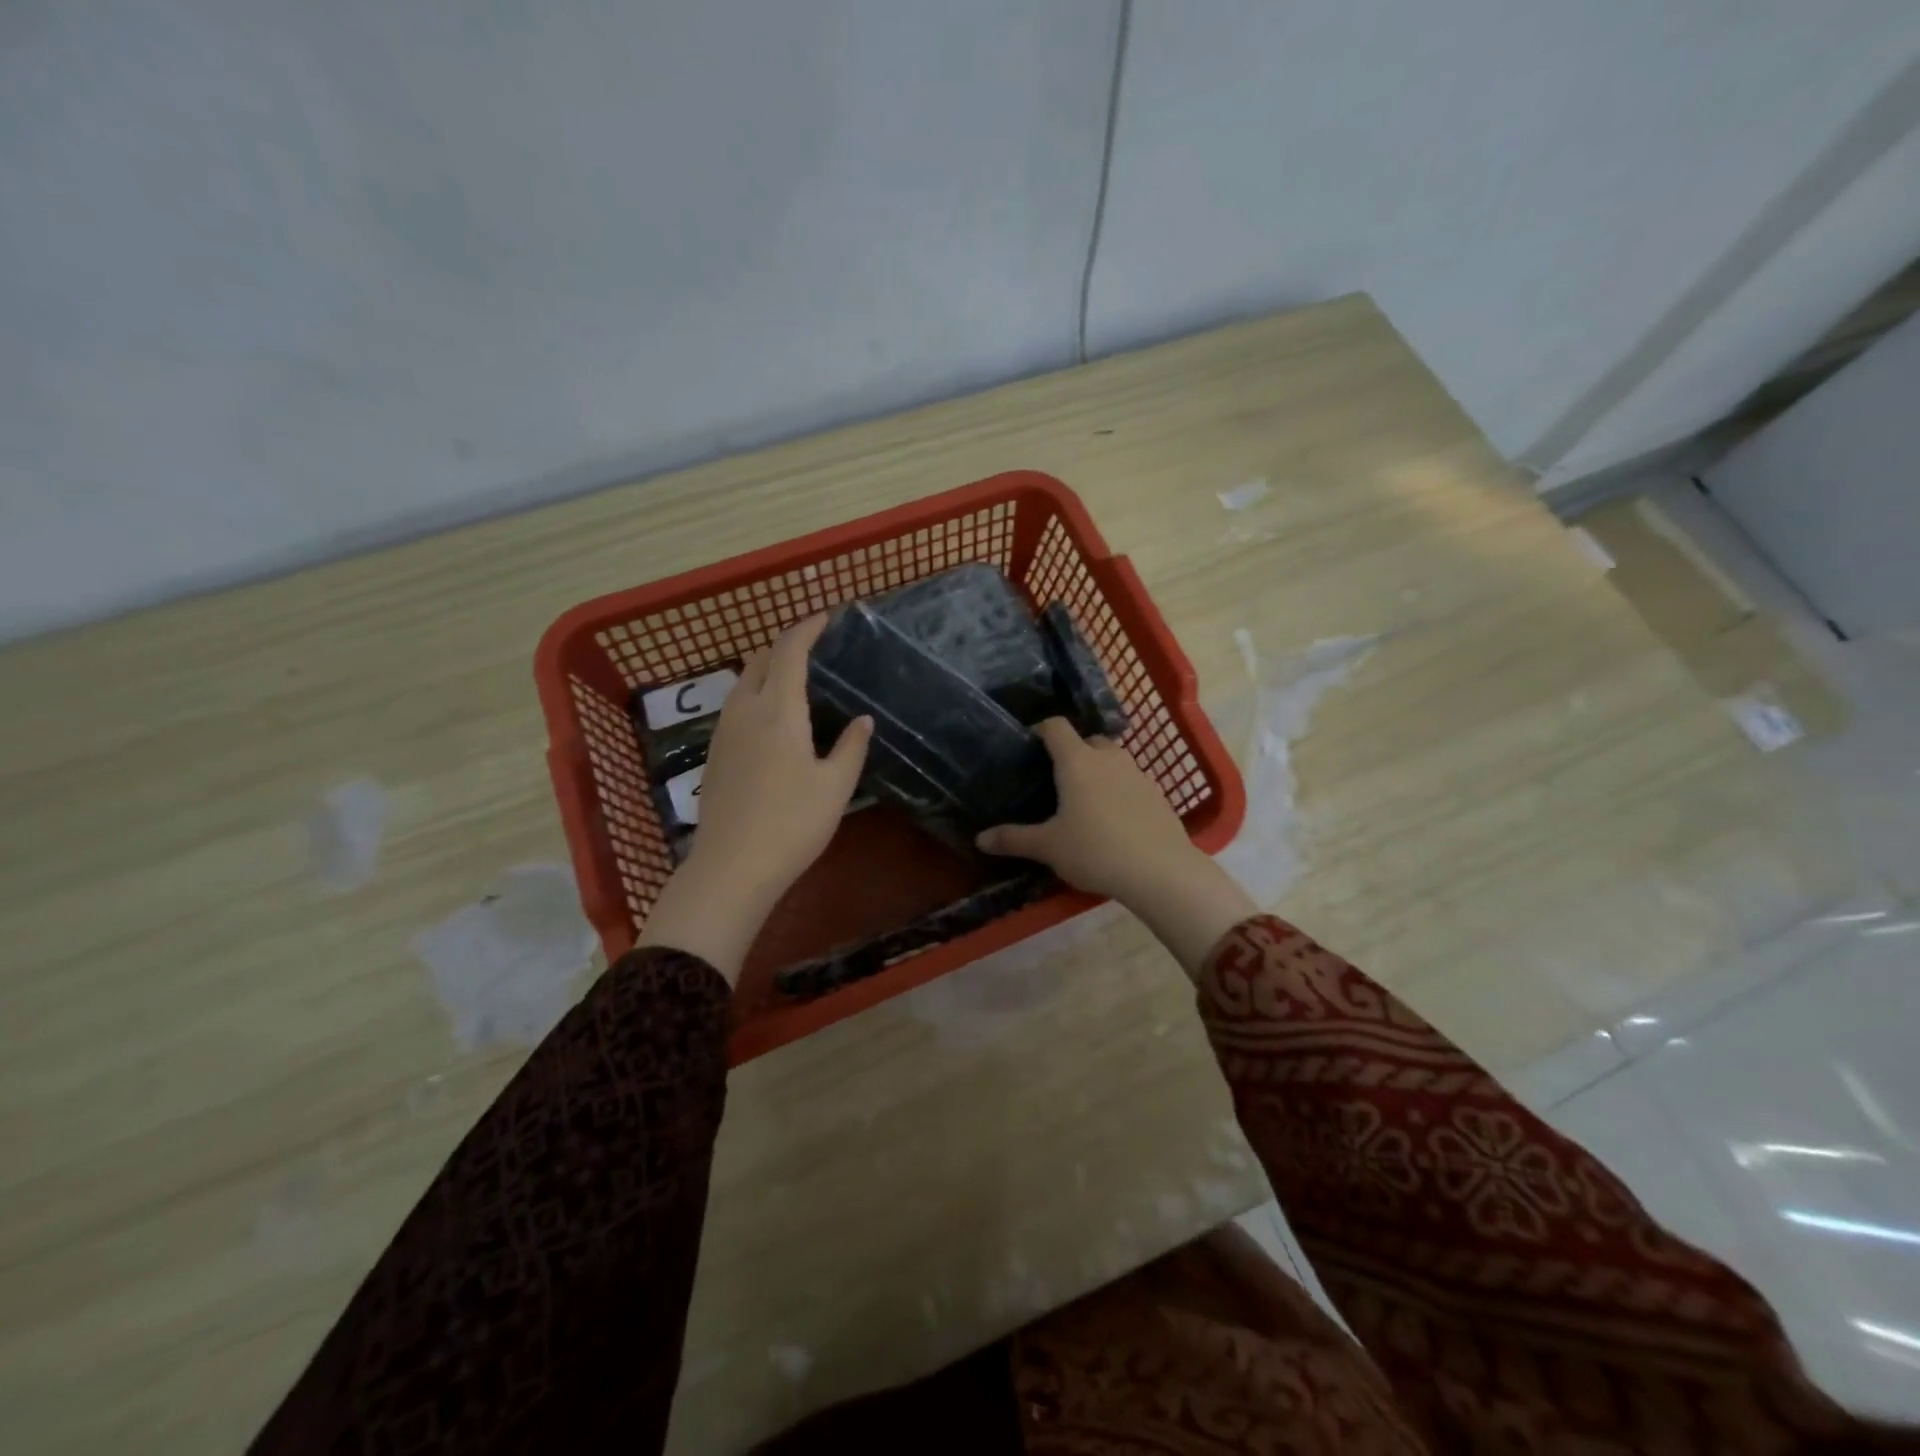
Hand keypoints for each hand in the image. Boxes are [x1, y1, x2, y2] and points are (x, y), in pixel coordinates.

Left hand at [637, 615, 871, 981]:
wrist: (732, 867)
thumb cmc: (792, 824)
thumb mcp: (835, 787)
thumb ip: (851, 747)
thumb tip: (862, 720)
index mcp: (778, 710)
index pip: (789, 651)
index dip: (807, 628)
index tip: (827, 617)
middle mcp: (745, 711)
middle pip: (759, 660)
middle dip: (785, 645)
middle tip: (814, 647)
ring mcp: (723, 732)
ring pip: (743, 683)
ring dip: (767, 669)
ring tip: (795, 678)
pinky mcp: (714, 754)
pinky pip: (735, 706)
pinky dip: (755, 694)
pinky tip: (772, 718)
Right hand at [976, 718, 1253, 975]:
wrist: (1160, 870)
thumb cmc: (1095, 850)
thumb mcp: (1048, 847)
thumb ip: (1013, 839)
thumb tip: (980, 839)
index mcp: (1077, 761)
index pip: (1056, 726)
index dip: (1041, 730)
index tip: (1029, 745)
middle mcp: (1109, 758)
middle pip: (1088, 740)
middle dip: (1072, 752)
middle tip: (1057, 779)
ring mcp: (1138, 773)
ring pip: (1113, 760)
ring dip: (1099, 770)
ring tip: (1085, 800)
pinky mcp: (1158, 793)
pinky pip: (1131, 781)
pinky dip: (1119, 790)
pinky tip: (1115, 820)